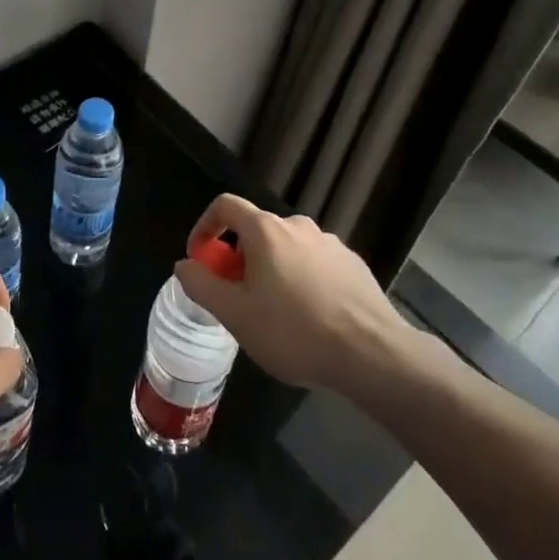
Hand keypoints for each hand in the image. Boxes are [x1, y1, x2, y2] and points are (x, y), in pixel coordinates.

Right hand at [173, 194, 426, 397]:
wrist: (372, 354)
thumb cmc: (294, 331)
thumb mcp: (235, 315)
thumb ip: (202, 285)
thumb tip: (185, 264)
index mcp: (266, 230)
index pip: (225, 205)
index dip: (205, 227)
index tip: (201, 259)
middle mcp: (298, 225)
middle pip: (256, 231)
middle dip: (239, 258)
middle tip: (237, 297)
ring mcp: (330, 243)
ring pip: (287, 249)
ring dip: (272, 270)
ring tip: (274, 313)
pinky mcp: (353, 265)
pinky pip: (314, 264)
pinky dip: (301, 280)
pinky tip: (309, 317)